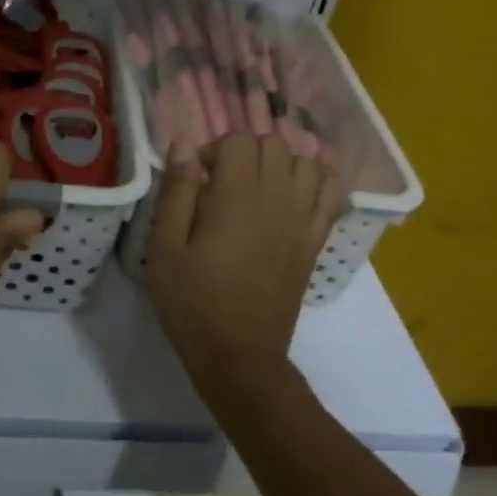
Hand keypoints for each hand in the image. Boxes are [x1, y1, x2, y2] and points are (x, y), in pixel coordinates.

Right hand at [145, 134, 343, 392]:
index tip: (195, 180)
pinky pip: (331, 191)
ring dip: (279, 162)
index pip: (238, 140)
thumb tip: (184, 143)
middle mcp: (278, 198)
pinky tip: (291, 193)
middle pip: (273, 144)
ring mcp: (303, 218)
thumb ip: (176, 191)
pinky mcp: (315, 239)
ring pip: (305, 161)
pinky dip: (316, 179)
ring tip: (256, 187)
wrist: (239, 355)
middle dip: (243, 152)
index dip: (212, 151)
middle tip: (220, 184)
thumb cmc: (193, 302)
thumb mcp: (165, 249)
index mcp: (237, 197)